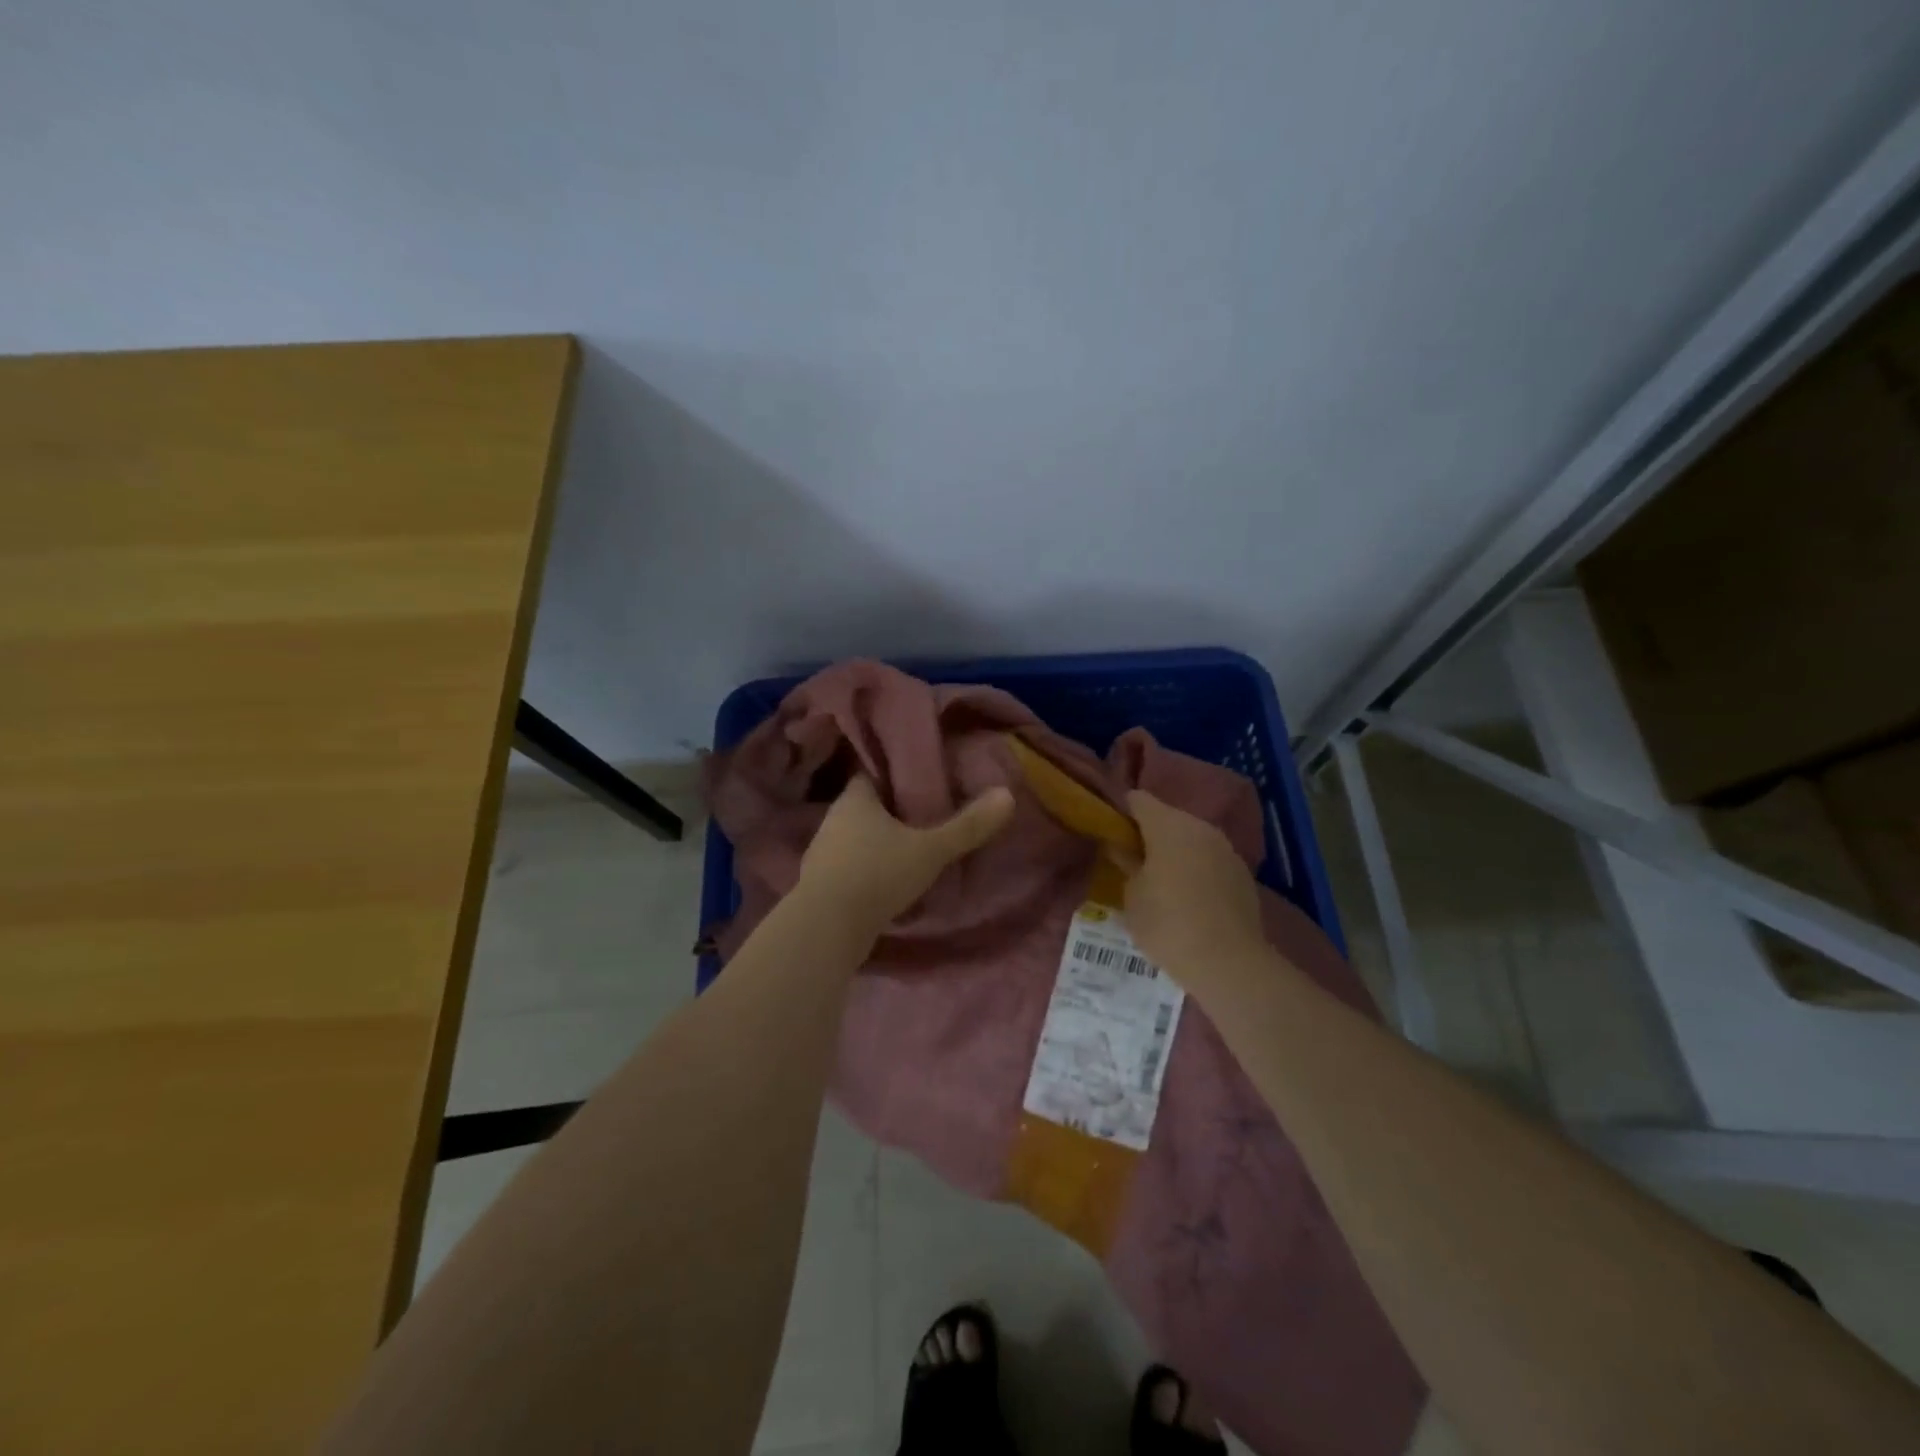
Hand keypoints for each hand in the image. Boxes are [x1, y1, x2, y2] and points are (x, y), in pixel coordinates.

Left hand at [796, 774, 1015, 936]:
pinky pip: (848, 867)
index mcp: (854, 799)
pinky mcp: (820, 885)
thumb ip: (968, 826)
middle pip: (865, 806)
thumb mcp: (931, 849)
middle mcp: (833, 819)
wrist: (827, 929)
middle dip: (890, 811)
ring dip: (877, 843)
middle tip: (923, 814)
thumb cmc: (878, 874)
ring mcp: (822, 853)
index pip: (872, 773)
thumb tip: (1007, 795)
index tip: (920, 779)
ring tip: (909, 848)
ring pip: (855, 838)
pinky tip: (886, 881)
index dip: (894, 775)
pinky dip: (866, 870)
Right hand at [1120, 791, 1266, 985]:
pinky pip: (1210, 861)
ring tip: (1160, 882)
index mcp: (1169, 825)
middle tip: (1131, 861)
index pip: (1138, 800)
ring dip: (1175, 853)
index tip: (1110, 831)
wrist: (1229, 963)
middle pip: (1168, 818)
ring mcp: (1227, 850)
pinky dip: (1196, 870)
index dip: (1121, 811)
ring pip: (1192, 840)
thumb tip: (1121, 848)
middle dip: (1149, 834)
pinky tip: (1188, 899)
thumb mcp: (1131, 895)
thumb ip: (1126, 863)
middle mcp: (1201, 827)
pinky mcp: (1243, 874)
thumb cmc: (1167, 923)